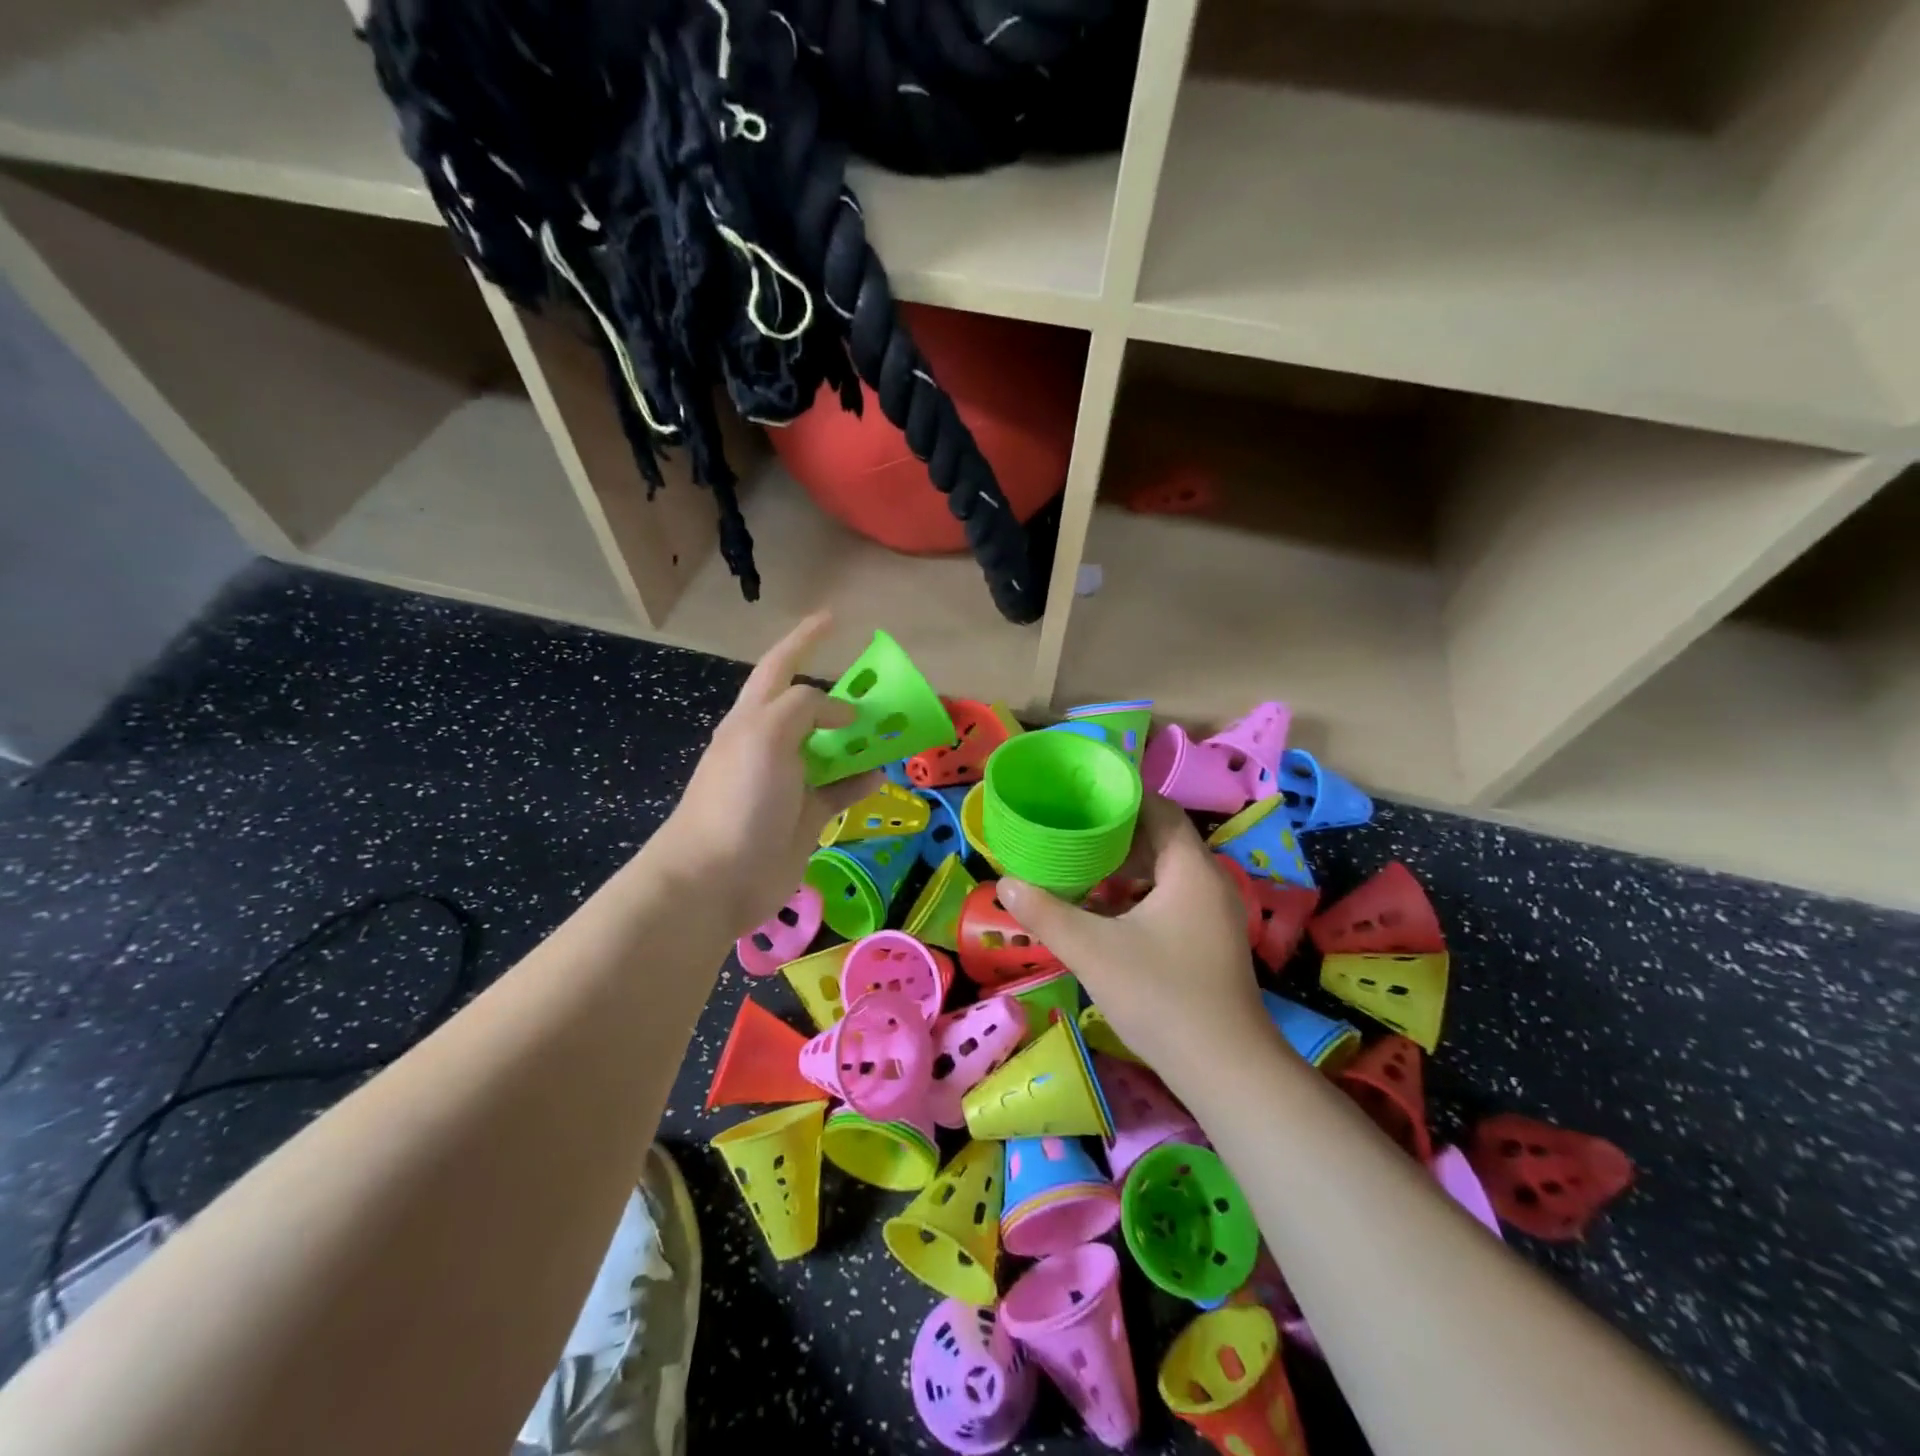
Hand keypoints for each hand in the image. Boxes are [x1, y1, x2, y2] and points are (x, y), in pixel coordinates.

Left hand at [651, 613, 880, 938]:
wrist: (716, 877)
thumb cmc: (737, 797)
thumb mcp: (766, 734)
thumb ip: (806, 708)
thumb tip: (843, 713)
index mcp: (754, 718)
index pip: (780, 665)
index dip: (805, 639)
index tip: (833, 618)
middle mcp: (771, 744)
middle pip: (811, 708)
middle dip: (841, 694)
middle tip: (880, 687)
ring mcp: (789, 783)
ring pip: (832, 750)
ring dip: (860, 739)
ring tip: (893, 730)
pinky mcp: (805, 817)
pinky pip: (840, 790)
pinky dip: (861, 781)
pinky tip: (882, 776)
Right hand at [997, 794, 1267, 1089]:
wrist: (1225, 1070)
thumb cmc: (1161, 996)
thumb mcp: (1093, 951)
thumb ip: (1046, 913)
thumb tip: (1005, 884)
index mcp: (1190, 869)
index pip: (1160, 810)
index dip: (1122, 798)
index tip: (1081, 797)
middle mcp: (1209, 883)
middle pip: (1161, 840)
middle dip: (1115, 836)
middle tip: (1069, 833)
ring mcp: (1213, 916)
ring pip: (1165, 874)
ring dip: (1125, 870)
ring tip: (1079, 870)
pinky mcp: (1210, 943)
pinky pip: (1171, 901)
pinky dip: (1138, 897)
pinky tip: (1105, 915)